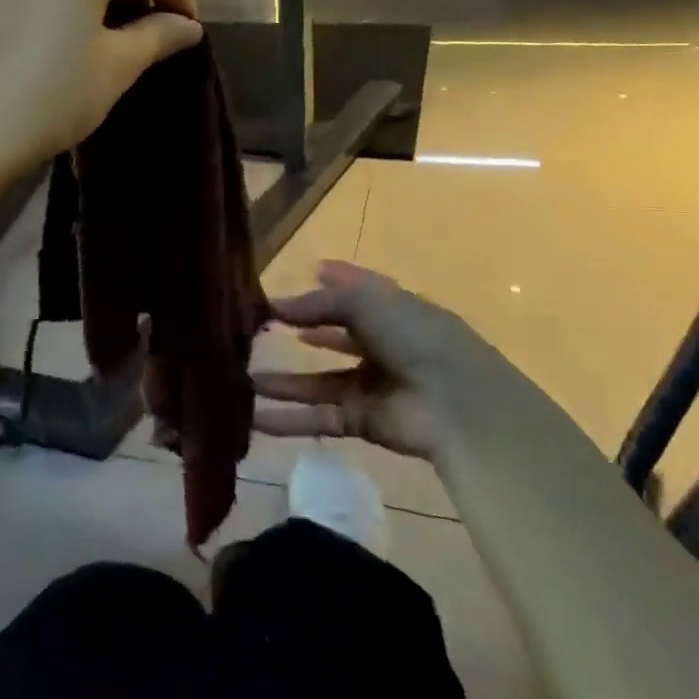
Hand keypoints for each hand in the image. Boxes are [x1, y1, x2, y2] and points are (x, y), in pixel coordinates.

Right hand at [254, 261, 533, 459]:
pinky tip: (256, 416)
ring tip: (243, 378)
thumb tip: (277, 305)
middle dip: (301, 331)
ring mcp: (373, 386)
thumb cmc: (415, 337)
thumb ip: (320, 302)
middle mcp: (383, 345)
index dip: (330, 283)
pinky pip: (320, 417)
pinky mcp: (363, 421)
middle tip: (258, 330)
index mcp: (393, 309)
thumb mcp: (367, 302)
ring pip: (319, 382)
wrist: (455, 404)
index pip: (356, 291)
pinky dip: (290, 419)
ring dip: (285, 382)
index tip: (299, 277)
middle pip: (335, 336)